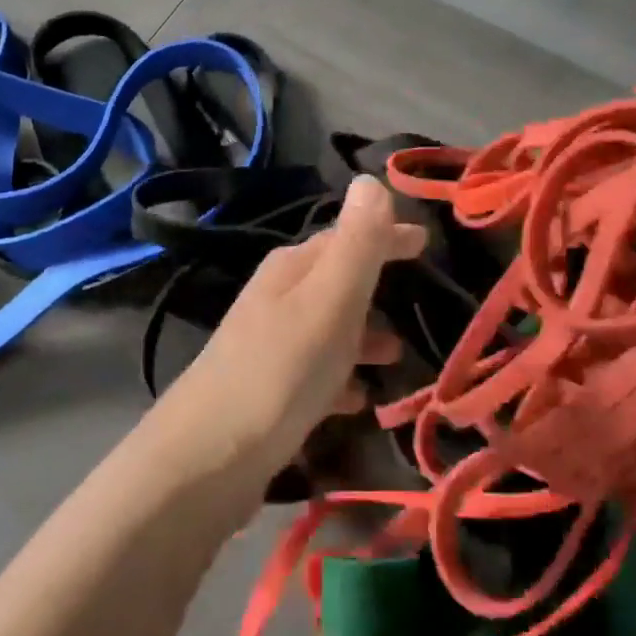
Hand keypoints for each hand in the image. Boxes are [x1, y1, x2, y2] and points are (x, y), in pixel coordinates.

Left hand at [148, 176, 425, 500]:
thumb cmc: (281, 370)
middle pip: (336, 281)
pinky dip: (342, 378)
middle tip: (419, 298)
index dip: (387, 236)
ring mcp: (268, 346)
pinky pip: (316, 373)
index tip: (427, 241)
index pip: (346, 235)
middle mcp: (277, 299)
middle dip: (377, 285)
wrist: (208, 457)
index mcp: (292, 269)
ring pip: (328, 328)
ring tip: (399, 356)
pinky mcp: (266, 392)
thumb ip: (356, 243)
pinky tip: (359, 400)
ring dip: (363, 334)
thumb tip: (371, 179)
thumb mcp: (330, 300)